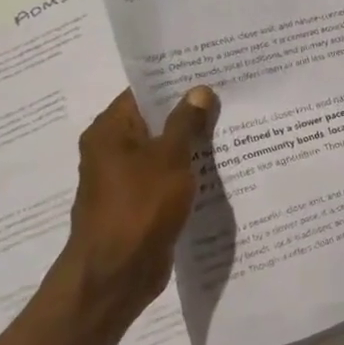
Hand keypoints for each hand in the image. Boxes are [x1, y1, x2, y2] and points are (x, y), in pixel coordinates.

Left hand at [51, 86, 216, 334]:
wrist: (117, 273)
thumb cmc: (139, 207)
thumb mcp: (169, 158)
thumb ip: (186, 122)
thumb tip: (199, 90)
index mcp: (110, 132)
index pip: (142, 92)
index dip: (175, 81)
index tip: (210, 70)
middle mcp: (113, 151)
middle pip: (155, 120)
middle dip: (190, 111)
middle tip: (231, 95)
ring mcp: (126, 179)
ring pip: (165, 150)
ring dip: (193, 142)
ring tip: (234, 126)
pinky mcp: (141, 203)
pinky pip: (168, 177)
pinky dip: (189, 170)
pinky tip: (221, 166)